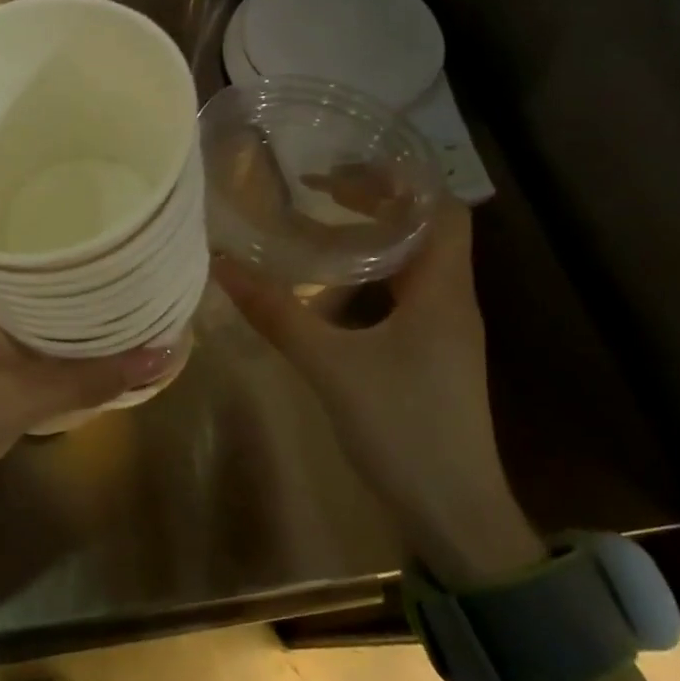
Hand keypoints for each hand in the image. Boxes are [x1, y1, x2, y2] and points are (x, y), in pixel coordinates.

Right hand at [214, 199, 544, 587]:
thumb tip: (223, 265)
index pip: (441, 209)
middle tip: (317, 188)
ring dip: (375, 235)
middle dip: (378, 200)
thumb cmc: (403, 430)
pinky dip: (373, 272)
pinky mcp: (431, 354)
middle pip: (427, 228)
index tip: (343, 166)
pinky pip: (406, 292)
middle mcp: (451, 300)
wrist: (456, 514)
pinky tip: (333, 284)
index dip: (400, 180)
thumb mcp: (331, 368)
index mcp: (442, 291)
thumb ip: (278, 315)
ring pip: (416, 261)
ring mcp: (444, 330)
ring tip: (320, 222)